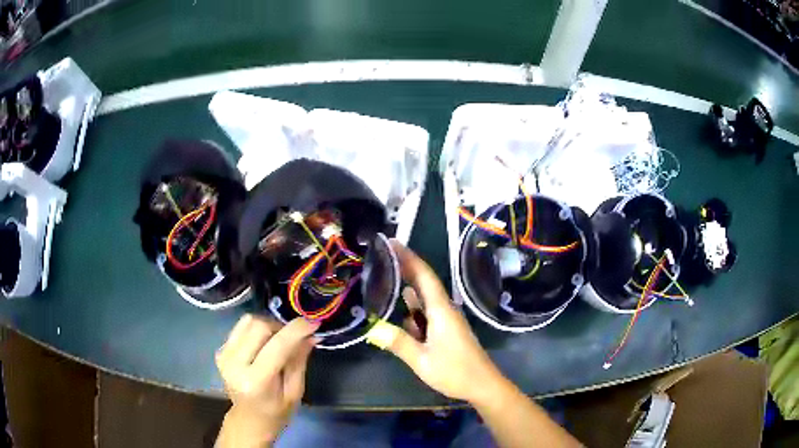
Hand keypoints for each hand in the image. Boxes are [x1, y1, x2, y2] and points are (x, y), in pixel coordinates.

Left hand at [215, 315, 318, 447]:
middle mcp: (234, 365)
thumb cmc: (276, 412)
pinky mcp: (220, 350)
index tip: (314, 322)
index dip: (296, 330)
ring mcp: (224, 356)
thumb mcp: (295, 392)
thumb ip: (299, 361)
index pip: (277, 346)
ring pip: (248, 321)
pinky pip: (241, 327)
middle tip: (295, 338)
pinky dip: (257, 329)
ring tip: (279, 340)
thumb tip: (311, 335)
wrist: (248, 420)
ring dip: (269, 325)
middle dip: (281, 327)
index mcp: (256, 382)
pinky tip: (264, 344)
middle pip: (259, 326)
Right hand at [370, 241, 505, 404]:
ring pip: (424, 300)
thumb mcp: (422, 360)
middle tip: (382, 256)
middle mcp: (445, 310)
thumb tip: (372, 328)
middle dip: (405, 268)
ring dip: (407, 290)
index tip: (392, 243)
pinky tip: (399, 316)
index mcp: (441, 311)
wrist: (482, 385)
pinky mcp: (447, 330)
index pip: (424, 276)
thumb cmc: (455, 372)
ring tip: (385, 282)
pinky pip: (427, 314)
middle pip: (424, 283)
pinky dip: (413, 311)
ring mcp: (447, 321)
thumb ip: (398, 343)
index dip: (409, 258)